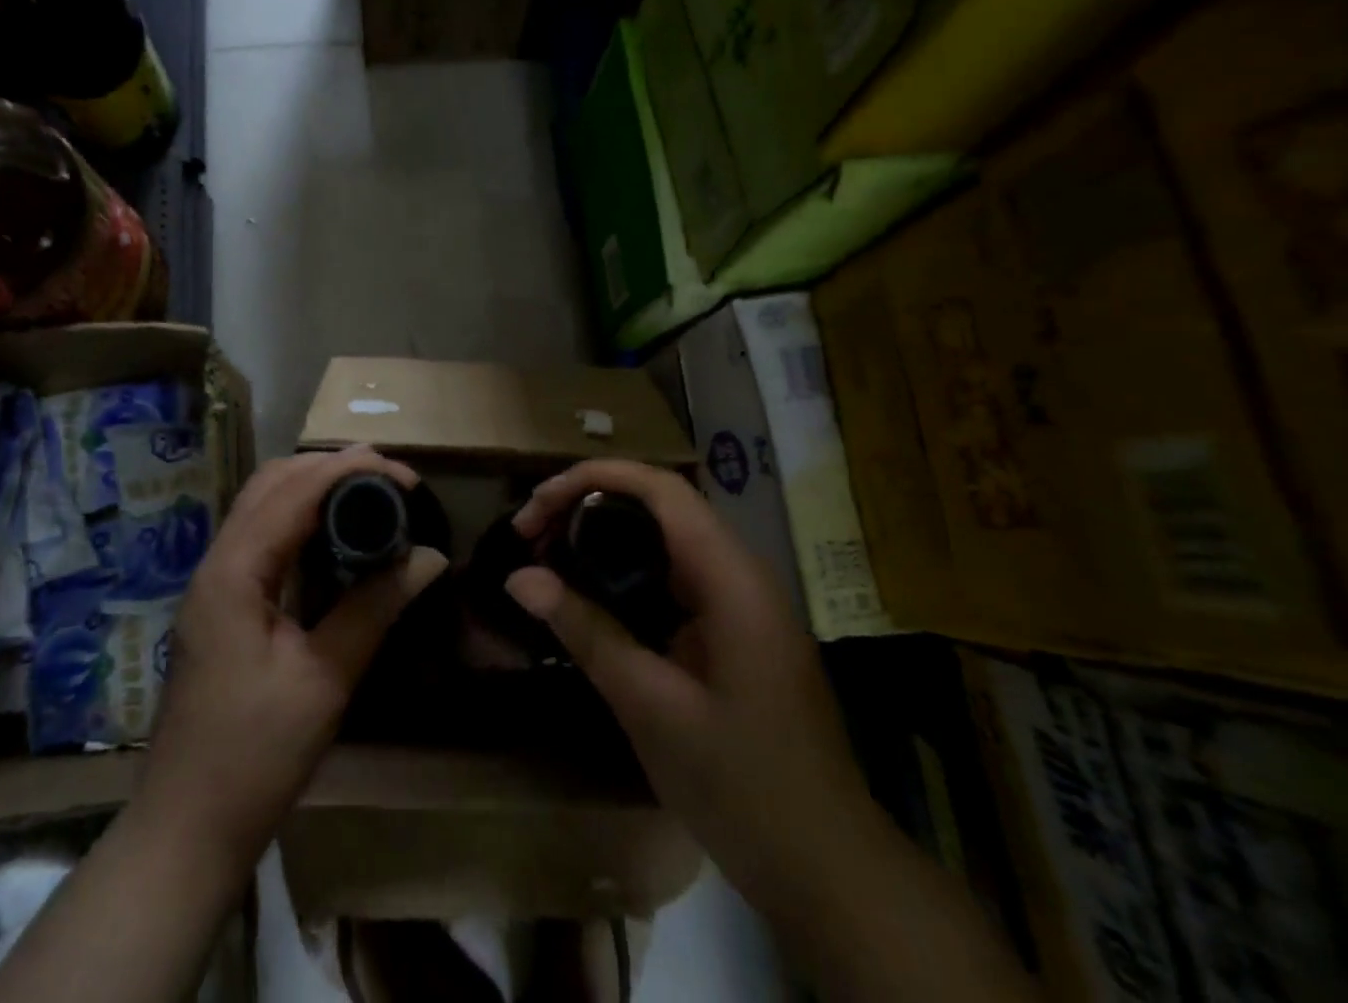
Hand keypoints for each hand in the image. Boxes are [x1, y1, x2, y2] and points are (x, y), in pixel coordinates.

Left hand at [138, 446, 449, 863]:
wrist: (186, 828)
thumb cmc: (254, 756)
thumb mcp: (324, 678)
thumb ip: (375, 607)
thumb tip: (431, 556)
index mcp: (234, 571)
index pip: (295, 490)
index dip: (351, 469)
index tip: (405, 476)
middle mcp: (217, 562)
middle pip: (271, 482)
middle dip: (330, 466)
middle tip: (389, 480)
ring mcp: (214, 582)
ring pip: (262, 503)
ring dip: (313, 486)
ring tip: (368, 494)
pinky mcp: (222, 602)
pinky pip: (261, 534)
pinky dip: (299, 516)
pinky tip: (333, 536)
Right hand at [504, 460, 877, 918]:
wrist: (828, 870)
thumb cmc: (743, 785)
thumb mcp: (651, 706)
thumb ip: (586, 632)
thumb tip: (519, 577)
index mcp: (731, 576)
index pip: (659, 488)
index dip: (594, 478)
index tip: (536, 505)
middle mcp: (740, 571)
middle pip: (658, 504)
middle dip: (588, 504)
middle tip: (530, 534)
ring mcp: (740, 600)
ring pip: (664, 538)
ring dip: (604, 535)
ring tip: (547, 555)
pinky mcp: (733, 629)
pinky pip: (673, 575)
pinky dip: (624, 570)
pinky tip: (589, 596)